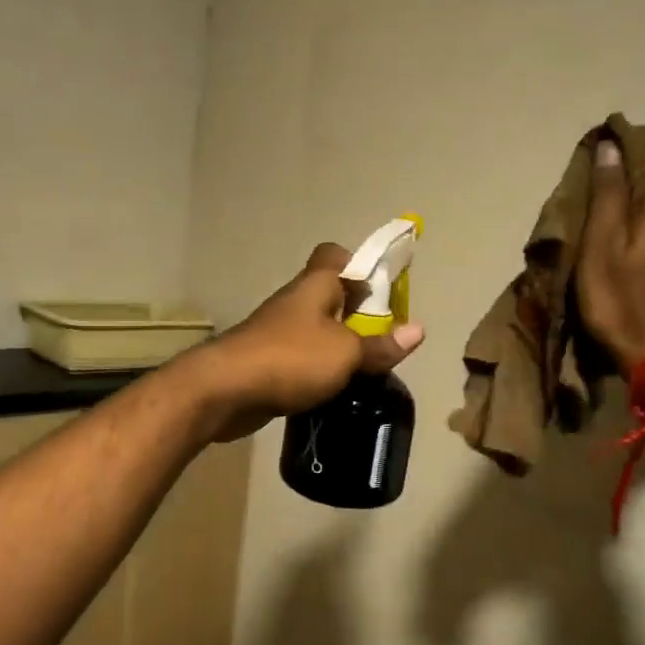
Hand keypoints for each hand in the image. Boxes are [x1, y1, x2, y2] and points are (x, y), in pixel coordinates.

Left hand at [196, 243, 425, 441]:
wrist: (225, 390)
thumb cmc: (290, 358)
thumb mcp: (346, 353)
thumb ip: (380, 344)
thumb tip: (418, 330)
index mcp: (314, 286)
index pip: (334, 254)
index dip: (359, 264)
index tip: (382, 290)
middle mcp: (294, 302)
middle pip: (329, 295)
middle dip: (356, 313)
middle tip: (383, 338)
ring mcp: (276, 332)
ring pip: (315, 329)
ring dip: (337, 344)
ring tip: (365, 368)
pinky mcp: (265, 361)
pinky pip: (300, 357)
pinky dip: (317, 369)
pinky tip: (334, 388)